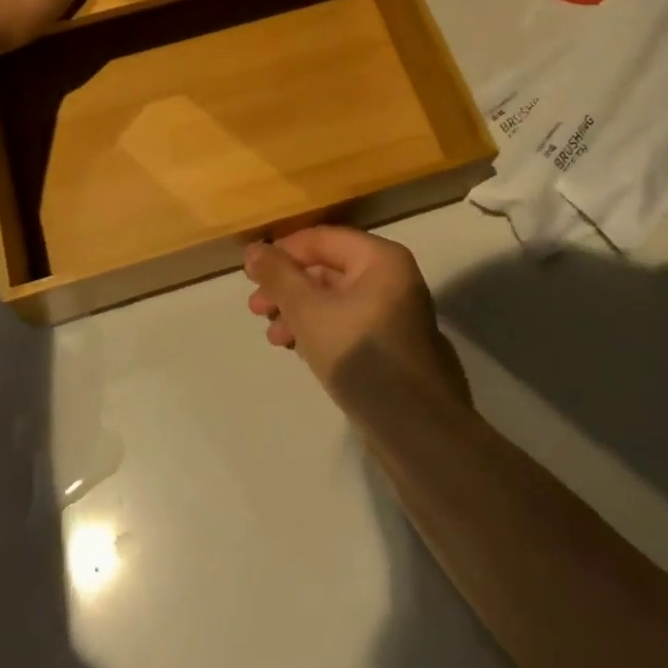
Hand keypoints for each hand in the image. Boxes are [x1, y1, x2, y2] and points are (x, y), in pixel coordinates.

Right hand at [244, 228, 470, 414]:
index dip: (282, 252)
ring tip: (273, 338)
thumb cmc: (360, 356)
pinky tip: (299, 349)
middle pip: (329, 268)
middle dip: (288, 287)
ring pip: (336, 299)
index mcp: (380, 259)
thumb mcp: (308, 310)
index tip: (251, 275)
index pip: (322, 238)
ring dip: (299, 312)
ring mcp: (396, 313)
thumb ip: (278, 276)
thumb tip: (254, 249)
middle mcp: (393, 278)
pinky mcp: (393, 345)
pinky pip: (349, 323)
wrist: (416, 429)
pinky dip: (321, 329)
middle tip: (256, 309)